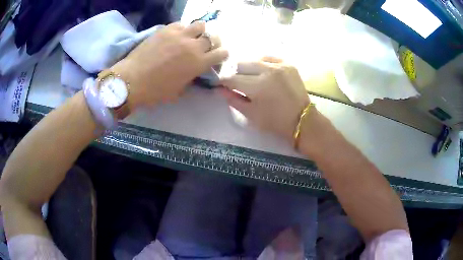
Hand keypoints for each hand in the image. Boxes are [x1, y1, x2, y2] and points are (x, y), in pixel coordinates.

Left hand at [112, 21, 227, 108]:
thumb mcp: (178, 91)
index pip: (221, 53)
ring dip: (199, 31)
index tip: (218, 55)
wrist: (132, 80)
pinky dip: (181, 29)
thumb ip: (190, 78)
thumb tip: (193, 71)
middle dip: (212, 42)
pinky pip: (181, 24)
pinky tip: (175, 35)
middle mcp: (193, 46)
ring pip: (200, 25)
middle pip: (213, 37)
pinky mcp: (166, 29)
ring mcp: (180, 35)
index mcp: (199, 63)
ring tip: (191, 36)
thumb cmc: (155, 91)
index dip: (222, 54)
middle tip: (204, 46)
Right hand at [219, 57, 309, 142]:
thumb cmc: (275, 122)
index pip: (232, 78)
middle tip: (236, 82)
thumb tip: (219, 89)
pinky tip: (262, 71)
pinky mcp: (288, 64)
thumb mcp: (251, 115)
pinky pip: (269, 57)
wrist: (302, 120)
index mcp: (257, 86)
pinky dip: (262, 63)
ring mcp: (280, 65)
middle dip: (235, 73)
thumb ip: (233, 99)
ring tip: (250, 77)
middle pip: (241, 64)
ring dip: (248, 67)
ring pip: (254, 59)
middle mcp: (268, 71)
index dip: (223, 81)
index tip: (220, 84)